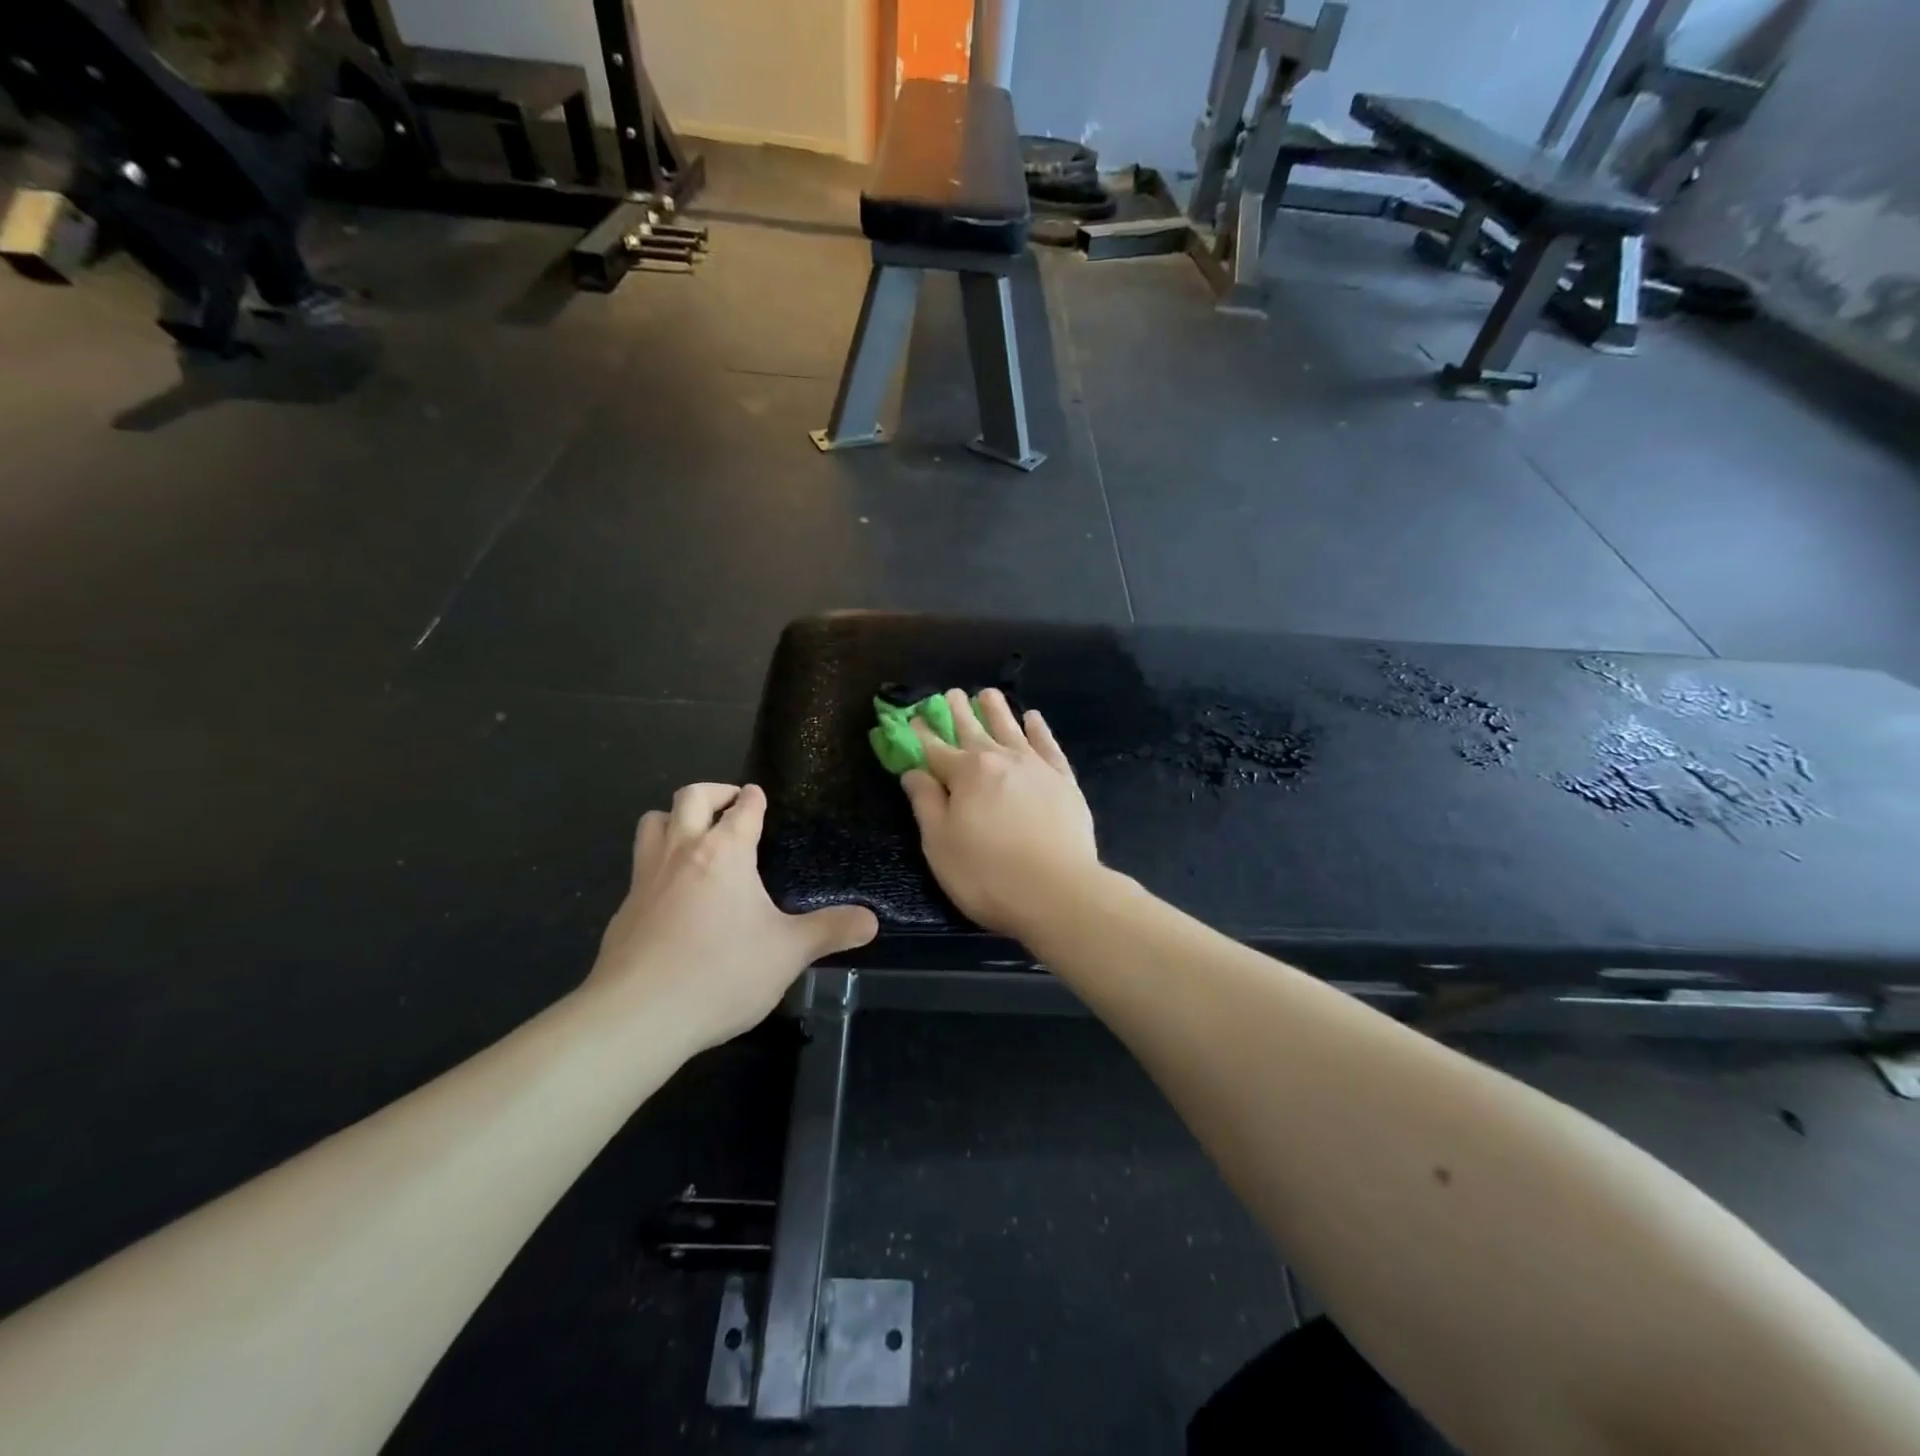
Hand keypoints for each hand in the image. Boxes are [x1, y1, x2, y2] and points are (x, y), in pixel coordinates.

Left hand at [589, 783, 877, 1048]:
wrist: (639, 1015)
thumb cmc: (722, 972)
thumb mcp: (789, 953)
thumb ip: (830, 931)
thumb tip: (872, 921)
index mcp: (725, 852)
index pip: (742, 808)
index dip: (754, 798)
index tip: (758, 795)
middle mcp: (682, 852)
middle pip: (689, 797)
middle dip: (713, 792)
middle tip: (730, 804)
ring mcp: (646, 878)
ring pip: (652, 823)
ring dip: (674, 818)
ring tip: (694, 835)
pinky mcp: (623, 909)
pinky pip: (639, 867)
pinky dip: (657, 864)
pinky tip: (672, 895)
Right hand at [900, 689, 1100, 937]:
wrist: (1058, 891)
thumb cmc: (987, 874)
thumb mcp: (940, 844)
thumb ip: (926, 803)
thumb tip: (913, 772)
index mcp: (966, 774)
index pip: (935, 749)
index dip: (920, 734)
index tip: (912, 717)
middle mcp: (1000, 760)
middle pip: (973, 730)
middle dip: (957, 712)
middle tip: (949, 693)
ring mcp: (1036, 767)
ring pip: (1011, 729)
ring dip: (997, 710)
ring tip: (988, 693)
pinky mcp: (1064, 781)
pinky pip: (1048, 746)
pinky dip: (1039, 730)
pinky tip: (1033, 719)